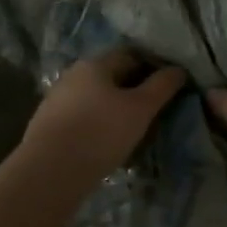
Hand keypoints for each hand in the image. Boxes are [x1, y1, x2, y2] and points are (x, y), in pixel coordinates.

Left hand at [16, 50, 186, 196]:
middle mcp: (72, 75)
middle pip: (110, 76)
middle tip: (153, 111)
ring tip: (131, 130)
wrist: (50, 172)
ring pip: (94, 98)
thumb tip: (178, 70)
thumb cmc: (101, 133)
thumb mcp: (140, 109)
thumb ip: (161, 87)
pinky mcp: (47, 125)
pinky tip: (105, 144)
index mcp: (95, 64)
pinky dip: (96, 125)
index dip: (152, 67)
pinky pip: (80, 118)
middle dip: (132, 89)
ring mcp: (56, 100)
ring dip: (113, 109)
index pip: (130, 55)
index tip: (168, 87)